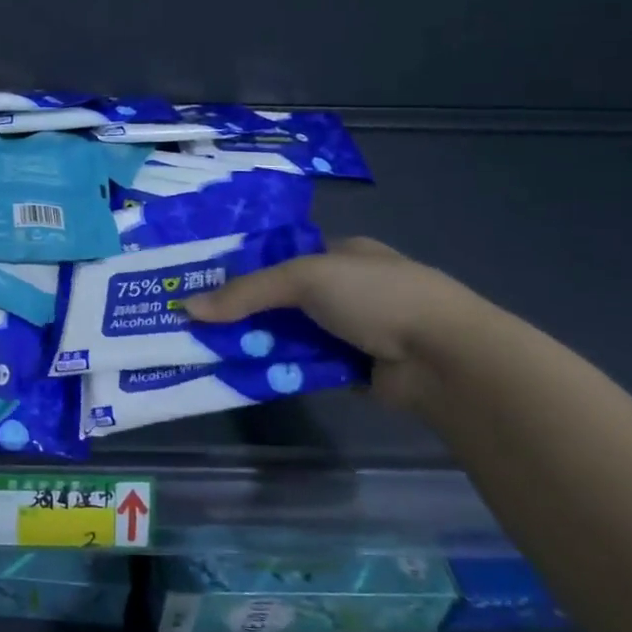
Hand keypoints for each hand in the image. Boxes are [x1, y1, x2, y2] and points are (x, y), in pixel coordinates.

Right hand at [181, 237, 478, 408]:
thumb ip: (247, 292)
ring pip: (294, 336)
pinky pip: (308, 367)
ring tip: (217, 354)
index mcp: (344, 254)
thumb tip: (188, 307)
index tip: (207, 286)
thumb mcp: (304, 279)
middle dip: (249, 314)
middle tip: (203, 326)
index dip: (247, 270)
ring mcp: (355, 331)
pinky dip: (285, 371)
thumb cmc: (376, 297)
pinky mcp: (356, 370)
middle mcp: (350, 290)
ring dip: (264, 345)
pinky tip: (251, 376)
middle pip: (285, 301)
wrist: (443, 357)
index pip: (285, 258)